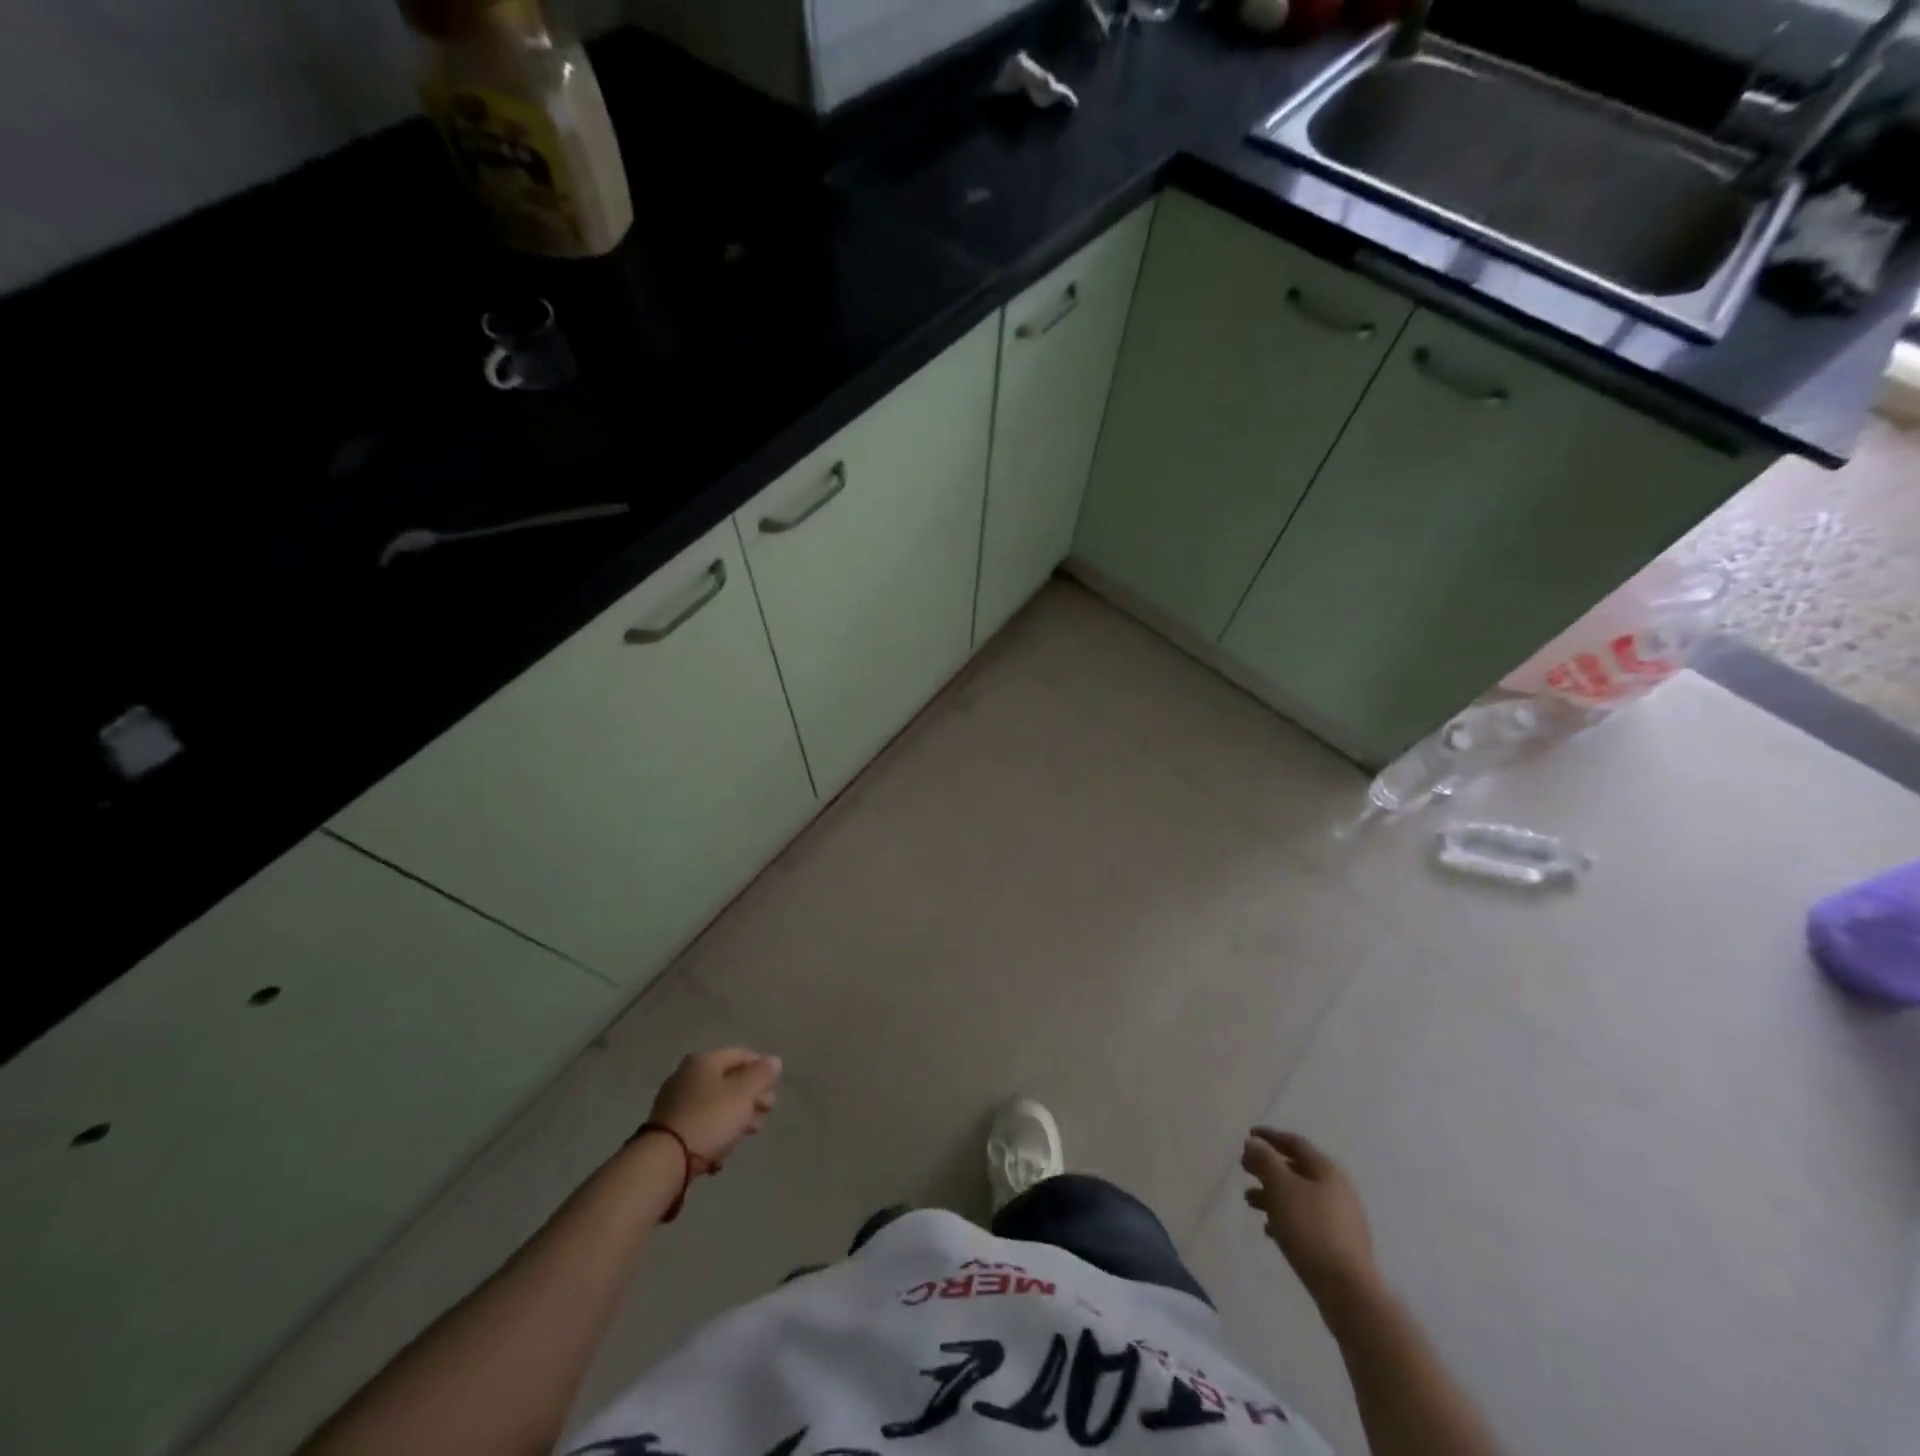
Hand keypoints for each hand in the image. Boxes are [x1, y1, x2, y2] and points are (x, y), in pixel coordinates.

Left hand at [648, 1048, 781, 1170]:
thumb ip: (761, 1075)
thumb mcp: (743, 1094)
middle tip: (768, 1111)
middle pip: (728, 1080)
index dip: (761, 1067)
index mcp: (704, 1061)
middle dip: (751, 1095)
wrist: (663, 1161)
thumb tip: (774, 1060)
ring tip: (750, 1132)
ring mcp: (675, 1102)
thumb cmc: (709, 1119)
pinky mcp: (668, 1129)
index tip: (775, 1087)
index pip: (740, 1055)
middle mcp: (687, 1076)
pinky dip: (715, 1132)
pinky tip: (722, 1152)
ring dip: (736, 1116)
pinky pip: (701, 1124)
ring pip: (715, 1104)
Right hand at [1242, 1128, 1377, 1303]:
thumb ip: (1265, 1161)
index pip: (1295, 1143)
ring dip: (1273, 1194)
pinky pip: (1307, 1221)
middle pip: (1297, 1169)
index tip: (1247, 1135)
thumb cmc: (1311, 1230)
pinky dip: (1286, 1218)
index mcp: (1327, 1171)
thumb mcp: (1281, 1188)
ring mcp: (1341, 1219)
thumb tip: (1254, 1143)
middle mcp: (1338, 1190)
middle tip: (1245, 1169)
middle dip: (1268, 1168)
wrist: (1348, 1292)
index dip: (1270, 1136)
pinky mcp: (1340, 1245)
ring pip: (1300, 1197)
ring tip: (1250, 1201)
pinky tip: (1271, 1230)